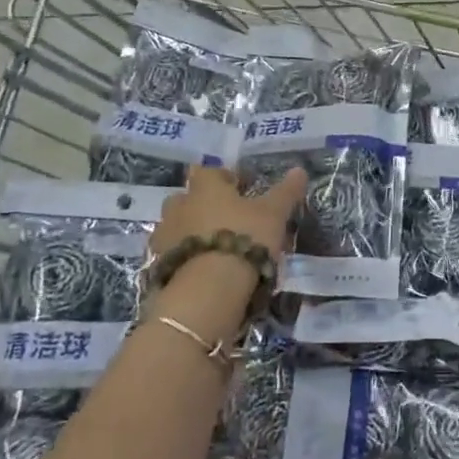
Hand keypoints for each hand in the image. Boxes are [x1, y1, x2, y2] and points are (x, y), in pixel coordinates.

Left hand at [150, 166, 305, 339]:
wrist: (209, 288)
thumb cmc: (245, 237)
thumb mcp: (274, 214)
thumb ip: (286, 191)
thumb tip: (299, 170)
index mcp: (205, 188)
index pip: (209, 172)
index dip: (224, 177)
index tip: (241, 188)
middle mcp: (180, 207)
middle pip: (186, 198)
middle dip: (201, 205)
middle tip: (225, 218)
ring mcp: (165, 237)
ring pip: (176, 227)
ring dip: (190, 232)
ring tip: (215, 247)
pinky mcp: (158, 266)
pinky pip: (172, 255)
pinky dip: (185, 258)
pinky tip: (203, 269)